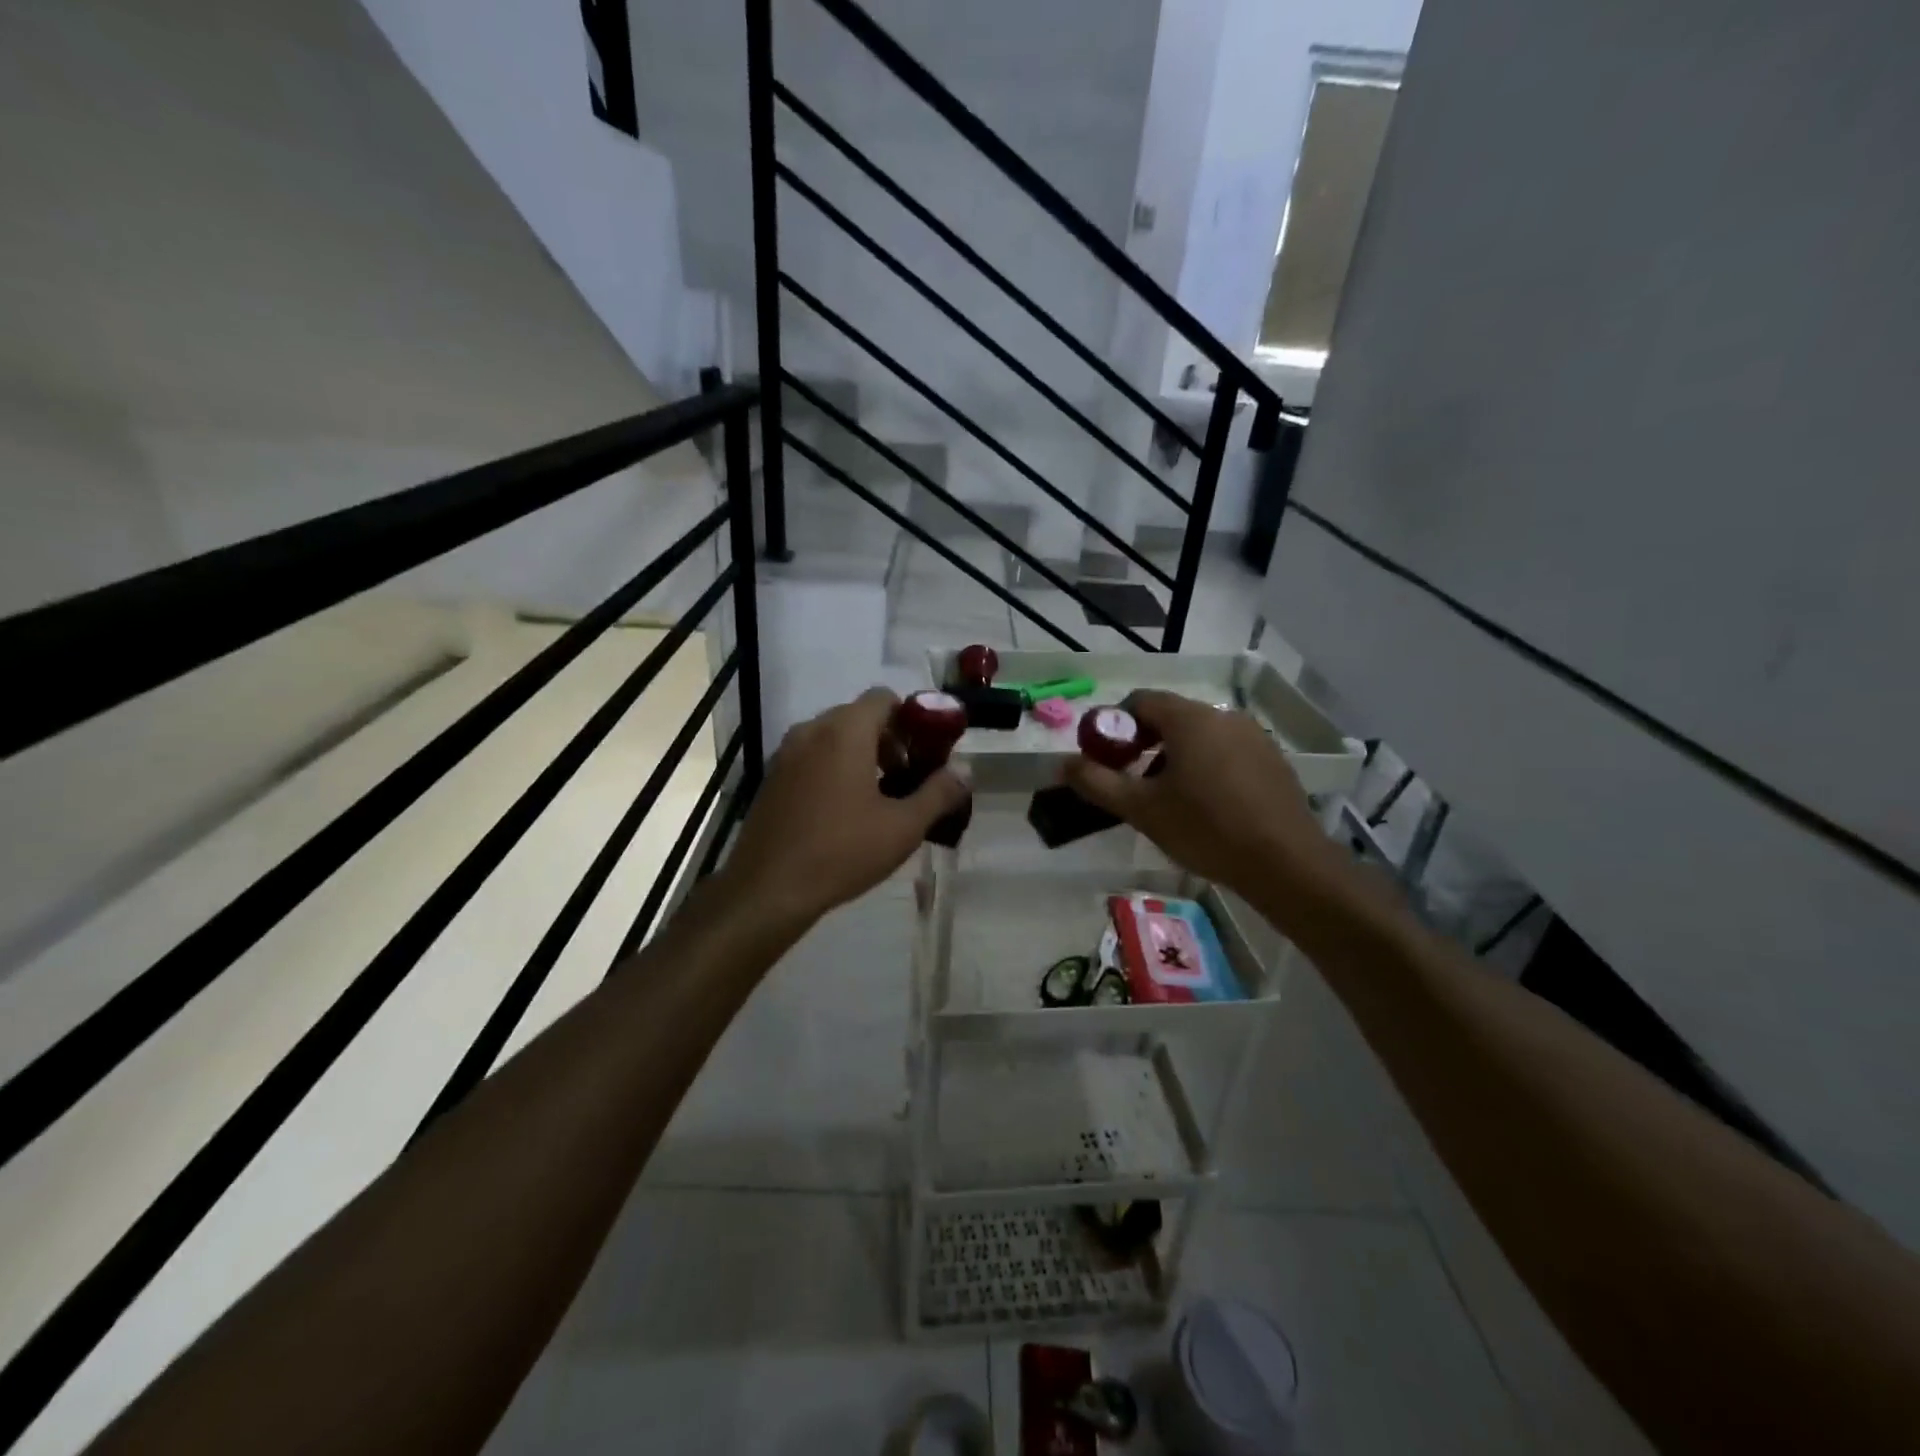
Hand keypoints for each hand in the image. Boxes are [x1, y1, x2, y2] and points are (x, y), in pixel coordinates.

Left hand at [720, 689, 969, 927]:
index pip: (883, 698)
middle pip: (858, 716)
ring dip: (860, 755)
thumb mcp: (903, 827)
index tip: (924, 753)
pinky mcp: (771, 778)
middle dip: (888, 740)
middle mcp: (811, 731)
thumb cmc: (842, 852)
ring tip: (878, 798)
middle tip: (906, 779)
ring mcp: (785, 754)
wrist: (768, 889)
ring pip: (833, 738)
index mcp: (845, 731)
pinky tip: (843, 812)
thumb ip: (938, 793)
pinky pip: (811, 757)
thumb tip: (964, 773)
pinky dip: (833, 768)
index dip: (910, 719)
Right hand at [1062, 689, 1339, 907]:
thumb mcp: (1141, 809)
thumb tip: (1062, 763)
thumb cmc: (1205, 829)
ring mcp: (1253, 736)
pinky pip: (1226, 751)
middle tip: (1132, 783)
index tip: (1105, 759)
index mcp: (1189, 718)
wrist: (1285, 863)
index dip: (1114, 725)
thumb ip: (1097, 782)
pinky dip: (1206, 766)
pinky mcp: (1272, 760)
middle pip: (1170, 717)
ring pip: (1199, 735)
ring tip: (1168, 799)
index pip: (1139, 701)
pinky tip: (1206, 806)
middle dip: (1143, 744)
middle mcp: (1223, 716)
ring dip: (1174, 757)